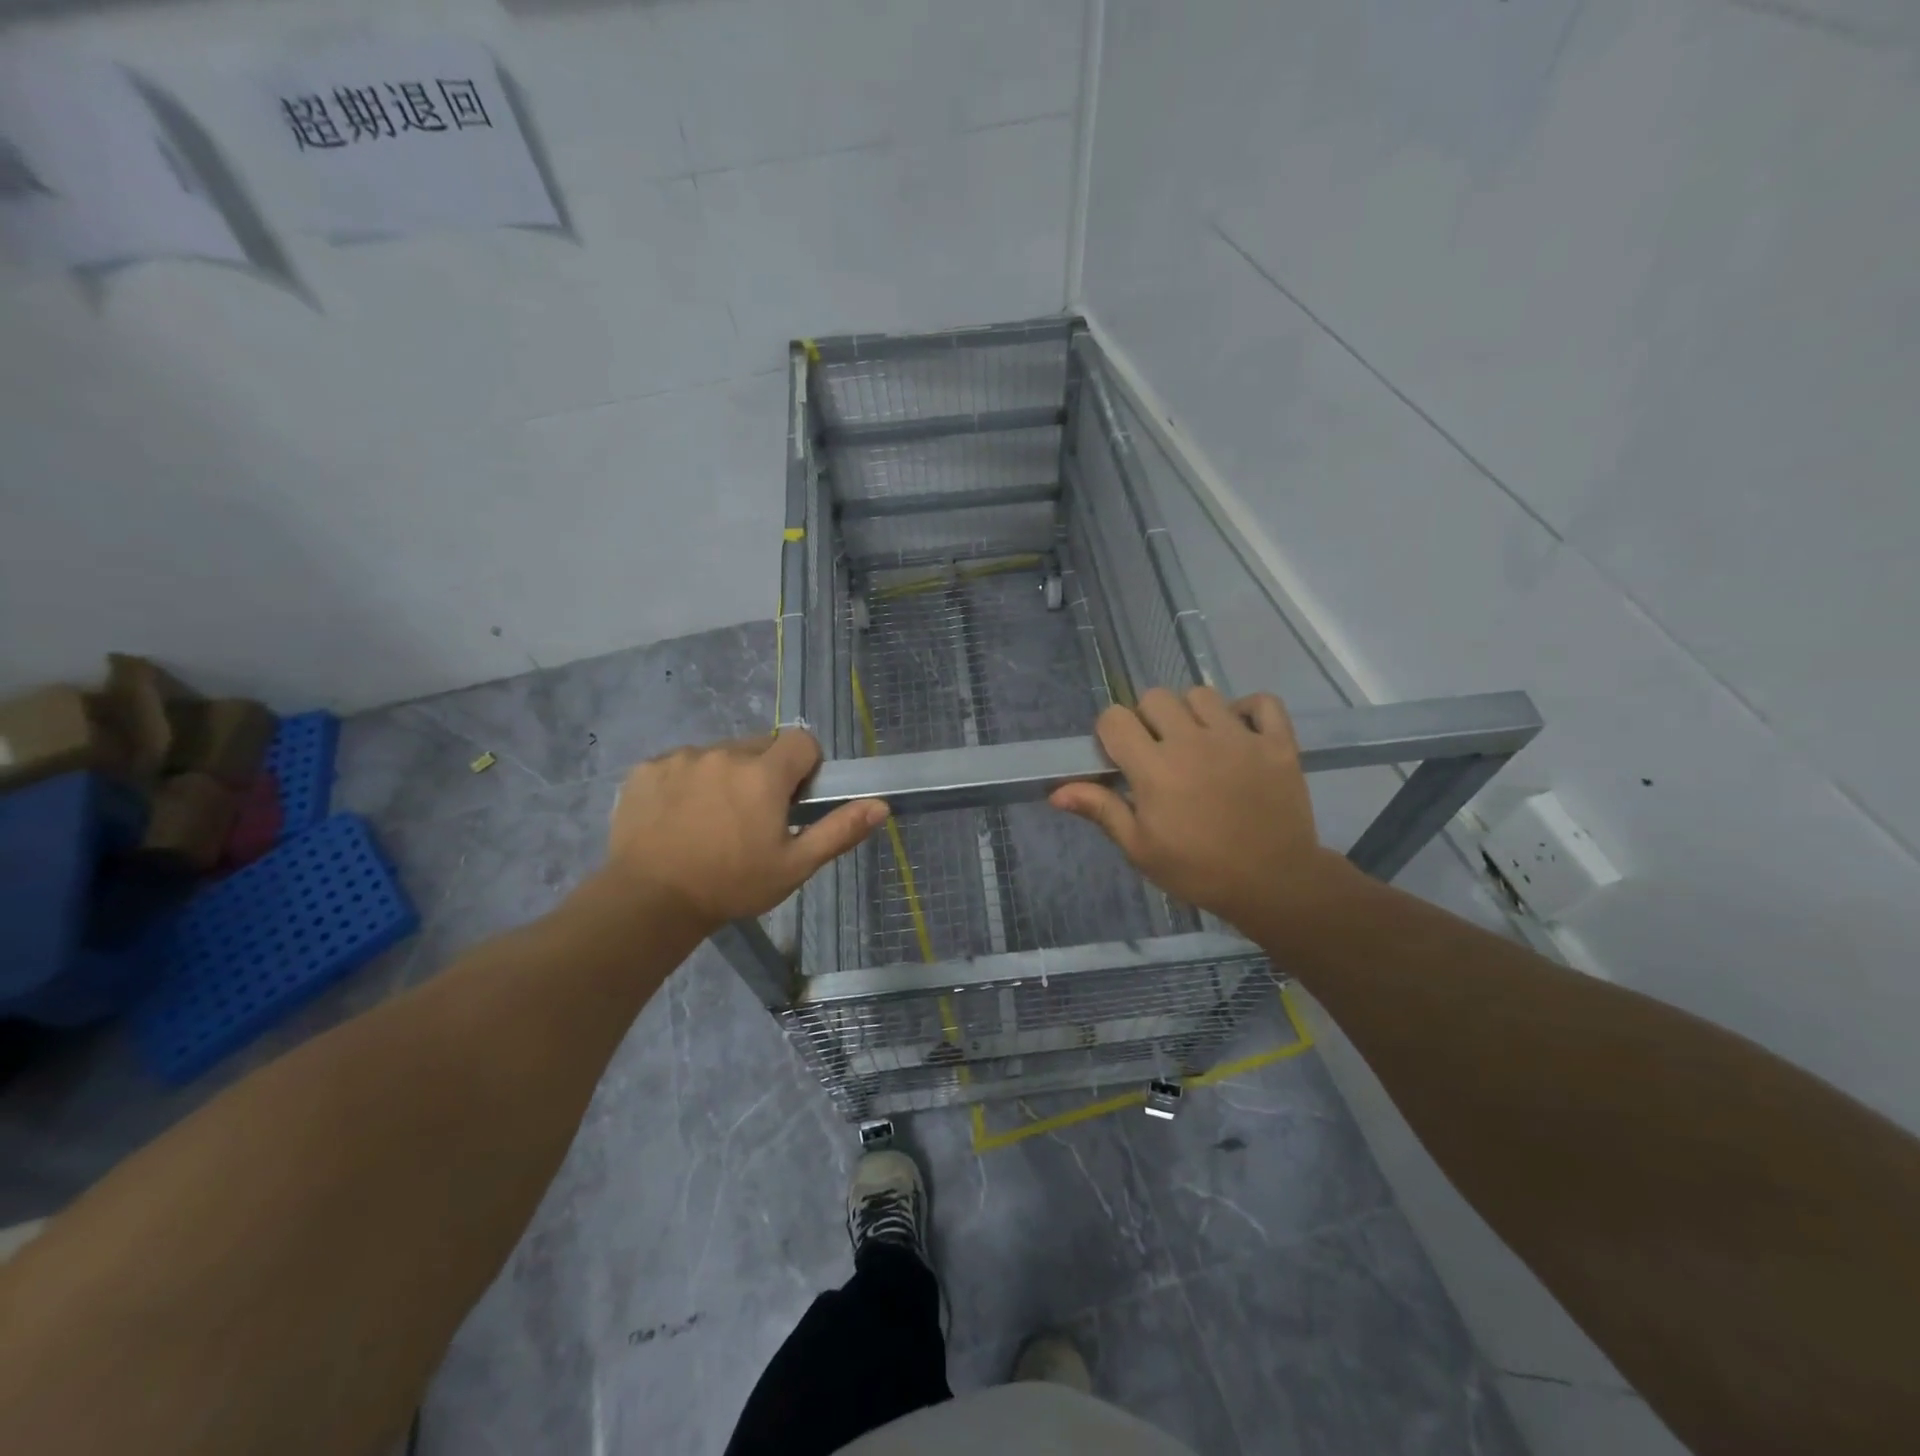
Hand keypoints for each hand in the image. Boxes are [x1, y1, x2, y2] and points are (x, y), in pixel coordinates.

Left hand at [605, 730, 887, 931]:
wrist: (649, 900)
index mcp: (764, 774)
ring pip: (719, 754)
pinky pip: (680, 763)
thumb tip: (881, 805)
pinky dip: (686, 782)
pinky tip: (677, 817)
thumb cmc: (731, 885)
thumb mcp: (794, 866)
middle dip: (765, 772)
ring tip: (711, 821)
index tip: (794, 799)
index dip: (805, 766)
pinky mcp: (647, 768)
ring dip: (725, 776)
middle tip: (753, 817)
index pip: (801, 741)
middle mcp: (724, 753)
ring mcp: (682, 757)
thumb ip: (839, 830)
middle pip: (759, 746)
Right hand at [1050, 686, 1349, 932]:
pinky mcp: (1277, 742)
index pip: (1115, 718)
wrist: (1273, 884)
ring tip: (1198, 743)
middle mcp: (1193, 741)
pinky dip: (1249, 710)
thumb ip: (1102, 810)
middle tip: (1158, 751)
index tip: (1120, 757)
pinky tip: (1240, 733)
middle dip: (1147, 719)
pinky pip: (1262, 702)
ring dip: (1192, 713)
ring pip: (1202, 694)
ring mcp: (1239, 738)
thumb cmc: (1198, 870)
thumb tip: (1056, 792)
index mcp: (1155, 768)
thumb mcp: (1140, 848)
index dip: (1110, 733)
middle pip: (1155, 697)